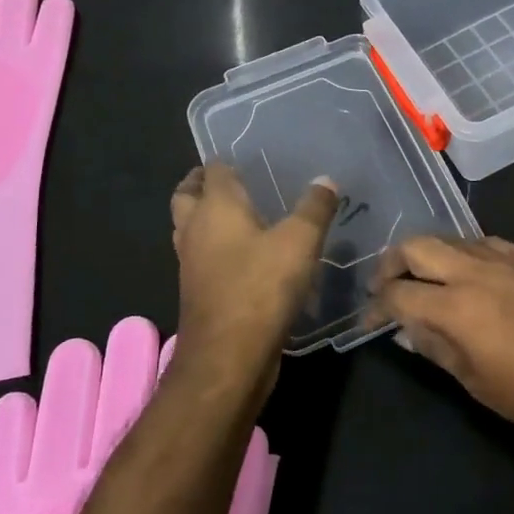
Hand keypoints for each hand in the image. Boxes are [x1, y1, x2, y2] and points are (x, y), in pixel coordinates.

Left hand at [169, 163, 338, 394]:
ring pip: (190, 228)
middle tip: (233, 182)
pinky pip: (202, 257)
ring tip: (240, 215)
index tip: (247, 156)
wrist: (228, 357)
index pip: (213, 170)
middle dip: (203, 185)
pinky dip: (216, 248)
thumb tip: (326, 181)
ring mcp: (191, 263)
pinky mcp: (198, 291)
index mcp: (215, 207)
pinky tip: (247, 255)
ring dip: (206, 218)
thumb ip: (314, 208)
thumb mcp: (300, 242)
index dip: (226, 160)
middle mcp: (195, 229)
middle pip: (187, 195)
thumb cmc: (261, 287)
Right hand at [367, 235, 513, 448]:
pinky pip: (487, 243)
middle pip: (418, 245)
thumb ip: (435, 348)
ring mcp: (508, 258)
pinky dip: (466, 254)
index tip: (369, 319)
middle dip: (392, 262)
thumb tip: (405, 330)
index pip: (398, 292)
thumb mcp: (475, 382)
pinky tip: (472, 275)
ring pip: (452, 239)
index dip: (376, 305)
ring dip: (430, 254)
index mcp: (456, 305)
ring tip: (426, 279)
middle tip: (386, 285)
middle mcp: (476, 269)